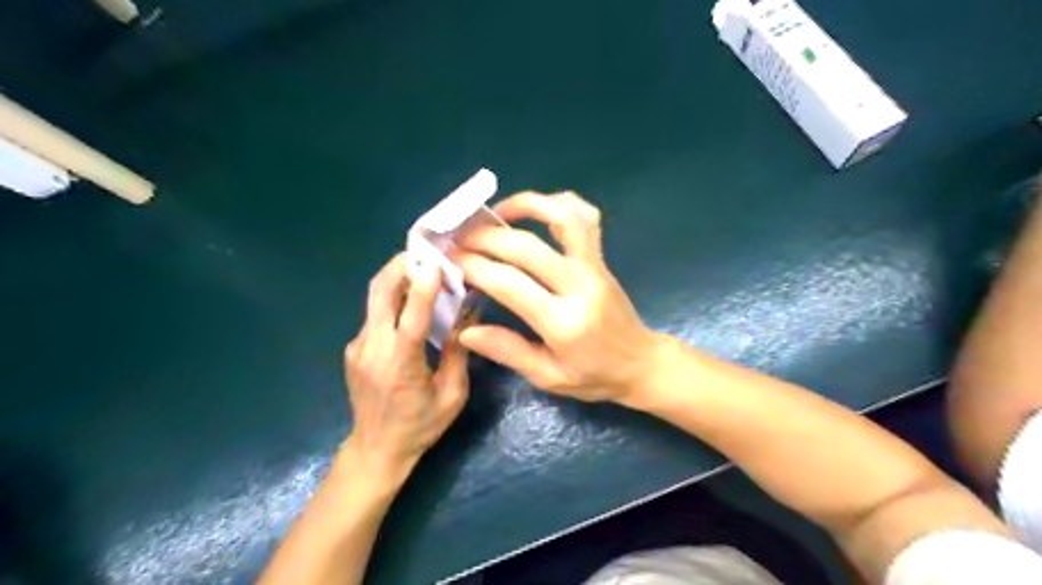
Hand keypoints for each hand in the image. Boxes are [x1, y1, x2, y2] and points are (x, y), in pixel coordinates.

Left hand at [345, 254, 469, 485]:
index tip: (438, 262)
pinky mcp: (354, 349)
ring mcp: (358, 347)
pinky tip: (411, 305)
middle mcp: (373, 348)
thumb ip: (459, 352)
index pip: (412, 316)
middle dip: (400, 266)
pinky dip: (393, 301)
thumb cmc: (420, 426)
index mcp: (401, 364)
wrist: (376, 449)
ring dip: (396, 279)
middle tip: (425, 254)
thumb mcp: (452, 394)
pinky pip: (374, 315)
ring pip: (374, 299)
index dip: (425, 286)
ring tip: (421, 271)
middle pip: (380, 293)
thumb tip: (469, 314)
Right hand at [455, 191, 657, 402]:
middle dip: (485, 237)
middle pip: (527, 246)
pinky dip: (559, 203)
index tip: (451, 260)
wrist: (641, 363)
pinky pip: (585, 217)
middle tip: (459, 239)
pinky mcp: (601, 258)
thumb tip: (467, 330)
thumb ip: (509, 351)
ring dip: (525, 205)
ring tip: (495, 214)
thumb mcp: (549, 377)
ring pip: (562, 217)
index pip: (510, 283)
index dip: (476, 267)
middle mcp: (580, 285)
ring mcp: (594, 266)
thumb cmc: (594, 376)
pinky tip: (536, 210)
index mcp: (564, 323)